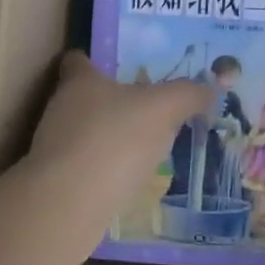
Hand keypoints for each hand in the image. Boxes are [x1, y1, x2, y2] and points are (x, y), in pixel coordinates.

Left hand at [26, 51, 210, 256]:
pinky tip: (129, 180)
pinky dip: (104, 171)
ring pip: (84, 135)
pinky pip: (86, 169)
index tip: (118, 66)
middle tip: (145, 108)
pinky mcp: (57, 184)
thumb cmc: (114, 139)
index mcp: (80, 81)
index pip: (78, 60)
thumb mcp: (164, 108)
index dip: (95, 60)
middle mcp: (61, 109)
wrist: (69, 204)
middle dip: (111, 102)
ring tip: (143, 147)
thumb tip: (209, 89)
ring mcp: (54, 149)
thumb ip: (188, 94)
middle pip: (83, 98)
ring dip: (108, 139)